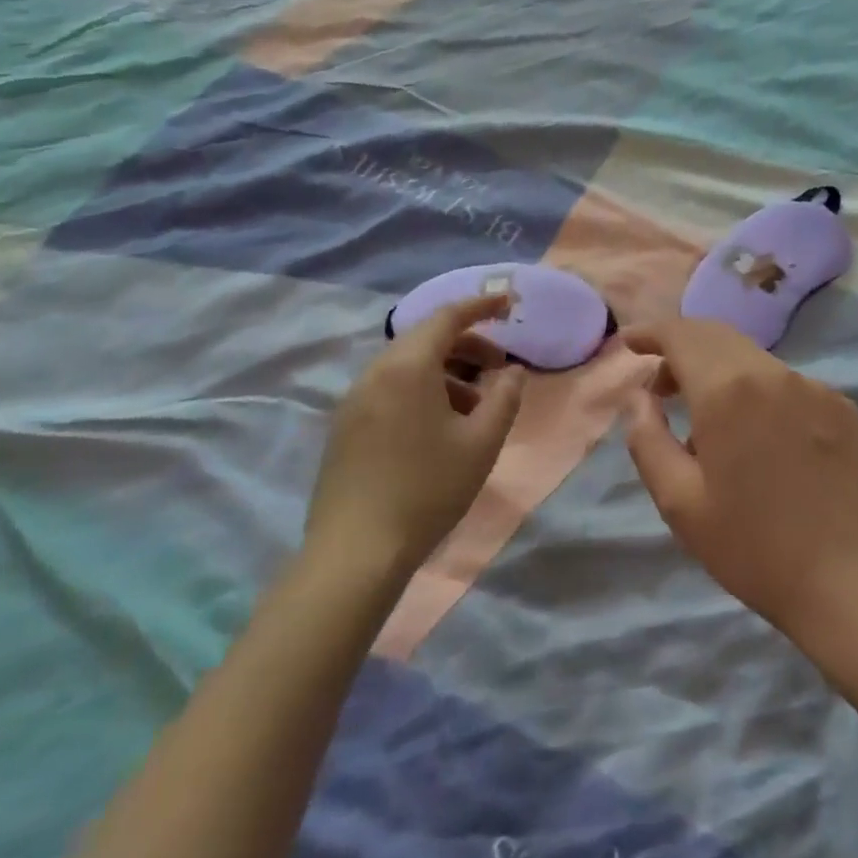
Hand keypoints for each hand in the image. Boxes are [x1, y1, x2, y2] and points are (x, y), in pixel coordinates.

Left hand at [306, 294, 527, 581]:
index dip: (481, 306)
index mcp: (407, 367)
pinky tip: (440, 428)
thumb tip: (513, 372)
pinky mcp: (344, 428)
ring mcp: (353, 401)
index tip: (509, 304)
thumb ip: (505, 397)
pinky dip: (422, 390)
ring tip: (475, 406)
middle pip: (425, 339)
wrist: (356, 552)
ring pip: (407, 366)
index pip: (447, 317)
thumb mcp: (482, 443)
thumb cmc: (428, 489)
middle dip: (467, 345)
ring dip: (446, 372)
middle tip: (499, 367)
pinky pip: (389, 389)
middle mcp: (374, 373)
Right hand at [622, 319, 857, 638]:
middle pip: (718, 337)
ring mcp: (815, 387)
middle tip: (661, 386)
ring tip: (708, 421)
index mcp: (728, 390)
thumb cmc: (755, 547)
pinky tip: (760, 438)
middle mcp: (774, 373)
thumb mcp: (681, 503)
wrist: (854, 580)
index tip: (630, 344)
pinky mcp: (843, 407)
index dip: (652, 332)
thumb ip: (649, 440)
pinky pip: (788, 384)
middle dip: (683, 349)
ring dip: (721, 372)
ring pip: (754, 360)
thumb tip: (640, 397)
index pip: (682, 335)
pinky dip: (759, 392)